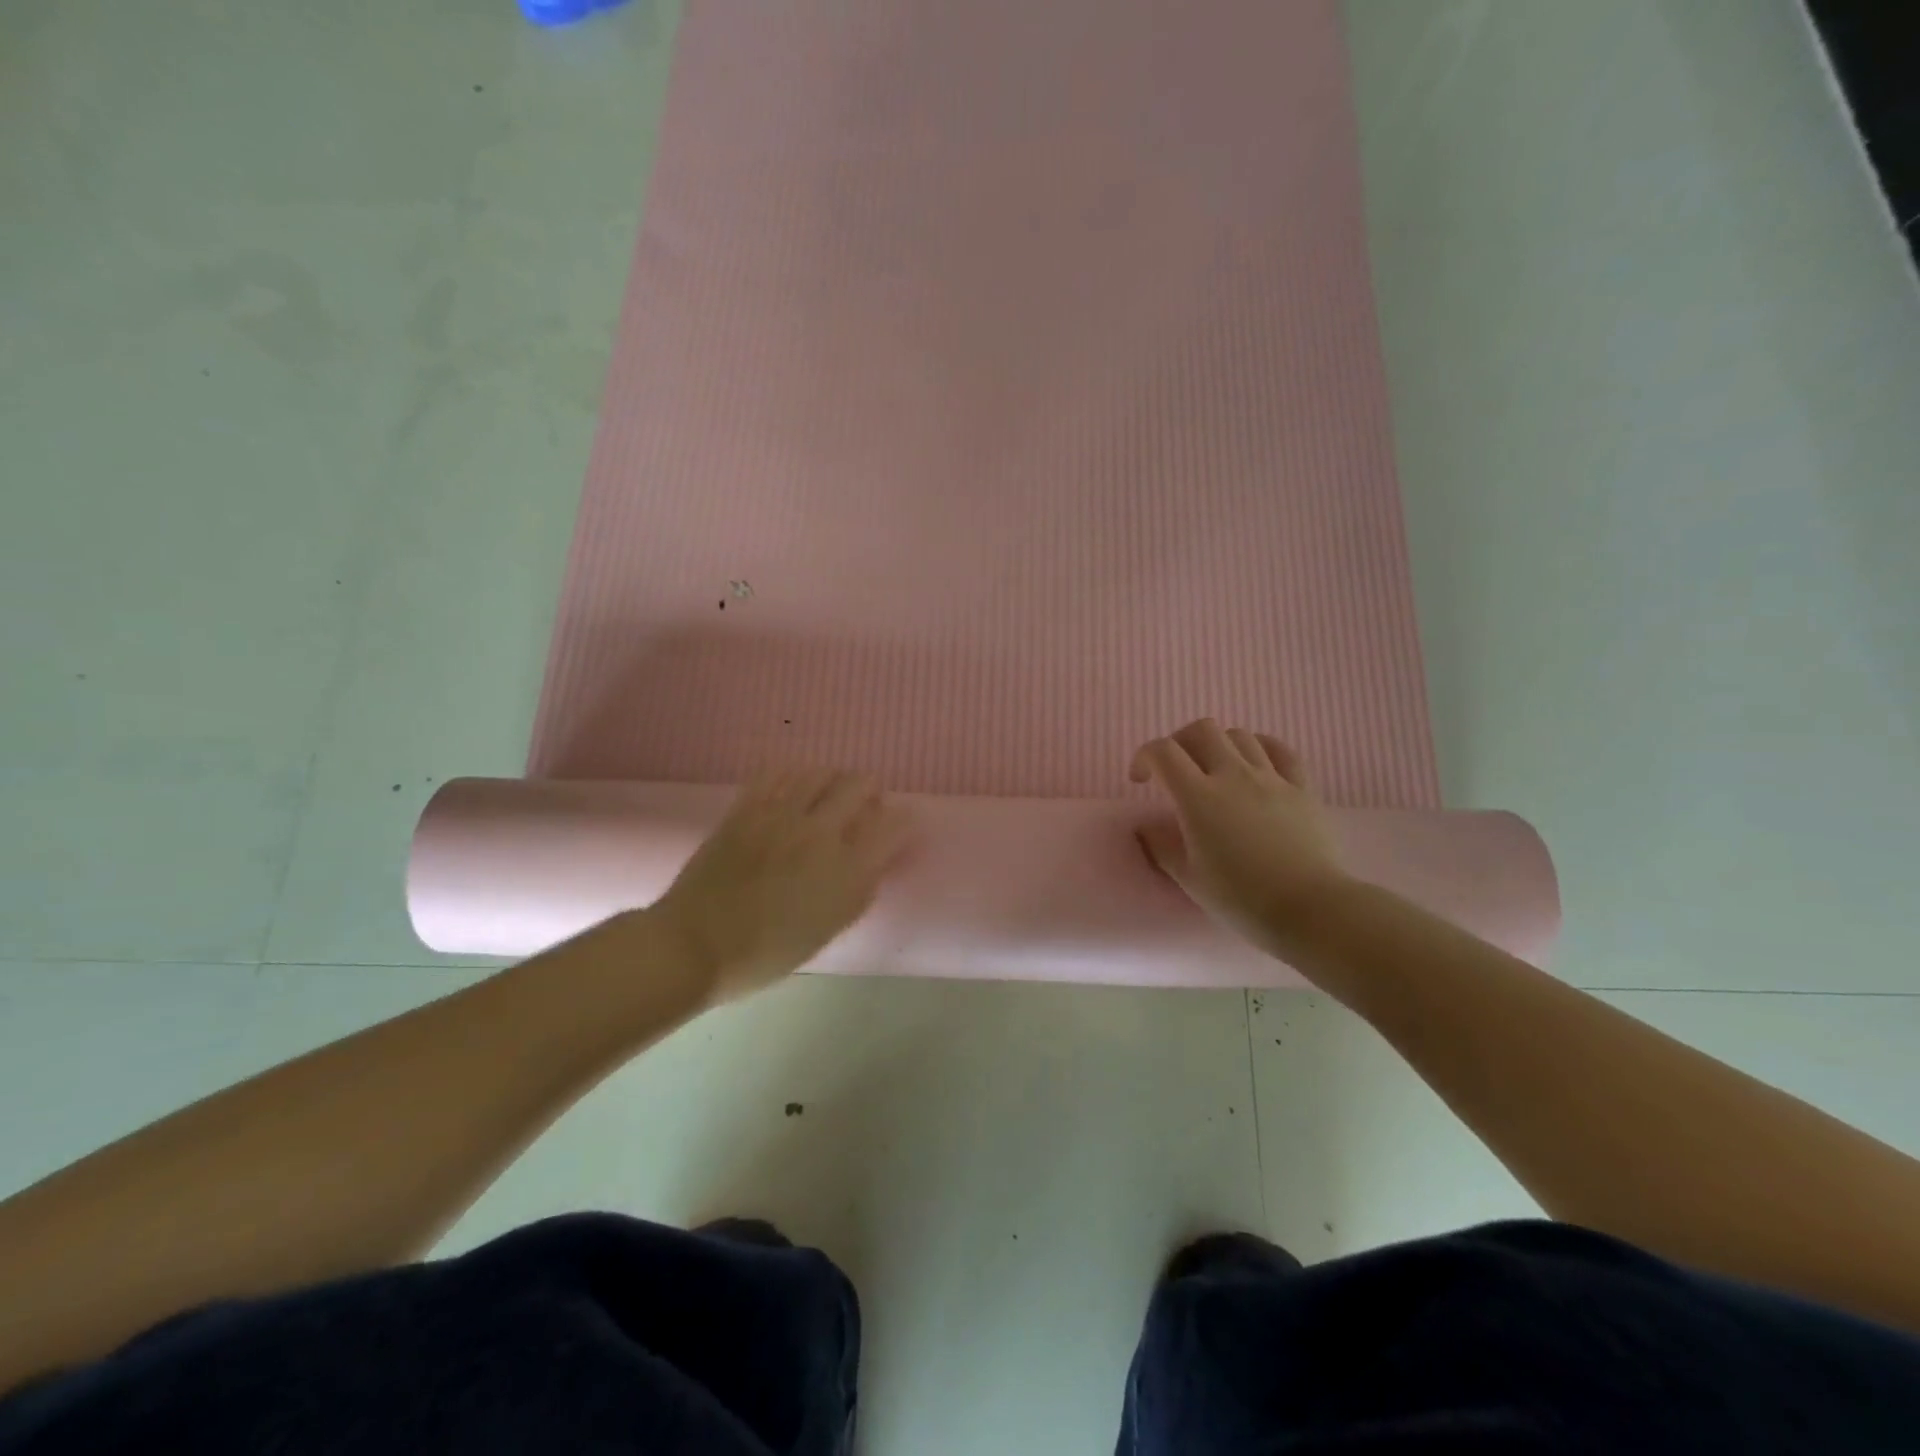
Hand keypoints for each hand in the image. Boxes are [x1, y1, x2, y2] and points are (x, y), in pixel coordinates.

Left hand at [650, 769, 914, 1003]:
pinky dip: (793, 776)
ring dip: (833, 781)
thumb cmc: (766, 952)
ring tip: (826, 798)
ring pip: (821, 771)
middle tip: (862, 809)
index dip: (904, 821)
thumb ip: (859, 890)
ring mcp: (780, 814)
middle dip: (871, 792)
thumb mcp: (828, 930)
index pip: (895, 824)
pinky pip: (777, 772)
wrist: (695, 946)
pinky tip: (791, 792)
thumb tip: (877, 859)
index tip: (897, 827)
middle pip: (861, 784)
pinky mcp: (746, 807)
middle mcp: (819, 833)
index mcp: (846, 871)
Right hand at [1130, 719, 1349, 955]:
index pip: (1163, 752)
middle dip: (1180, 742)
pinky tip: (1255, 763)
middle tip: (1176, 770)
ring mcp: (1271, 778)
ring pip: (1239, 735)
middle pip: (1201, 730)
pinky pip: (1280, 750)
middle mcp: (1233, 775)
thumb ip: (1161, 847)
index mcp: (1198, 797)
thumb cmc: (1241, 898)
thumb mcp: (1189, 878)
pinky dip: (1260, 747)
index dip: (1144, 757)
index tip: (1140, 781)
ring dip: (1218, 745)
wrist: (1310, 910)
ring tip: (1214, 771)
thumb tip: (1145, 828)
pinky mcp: (1302, 787)